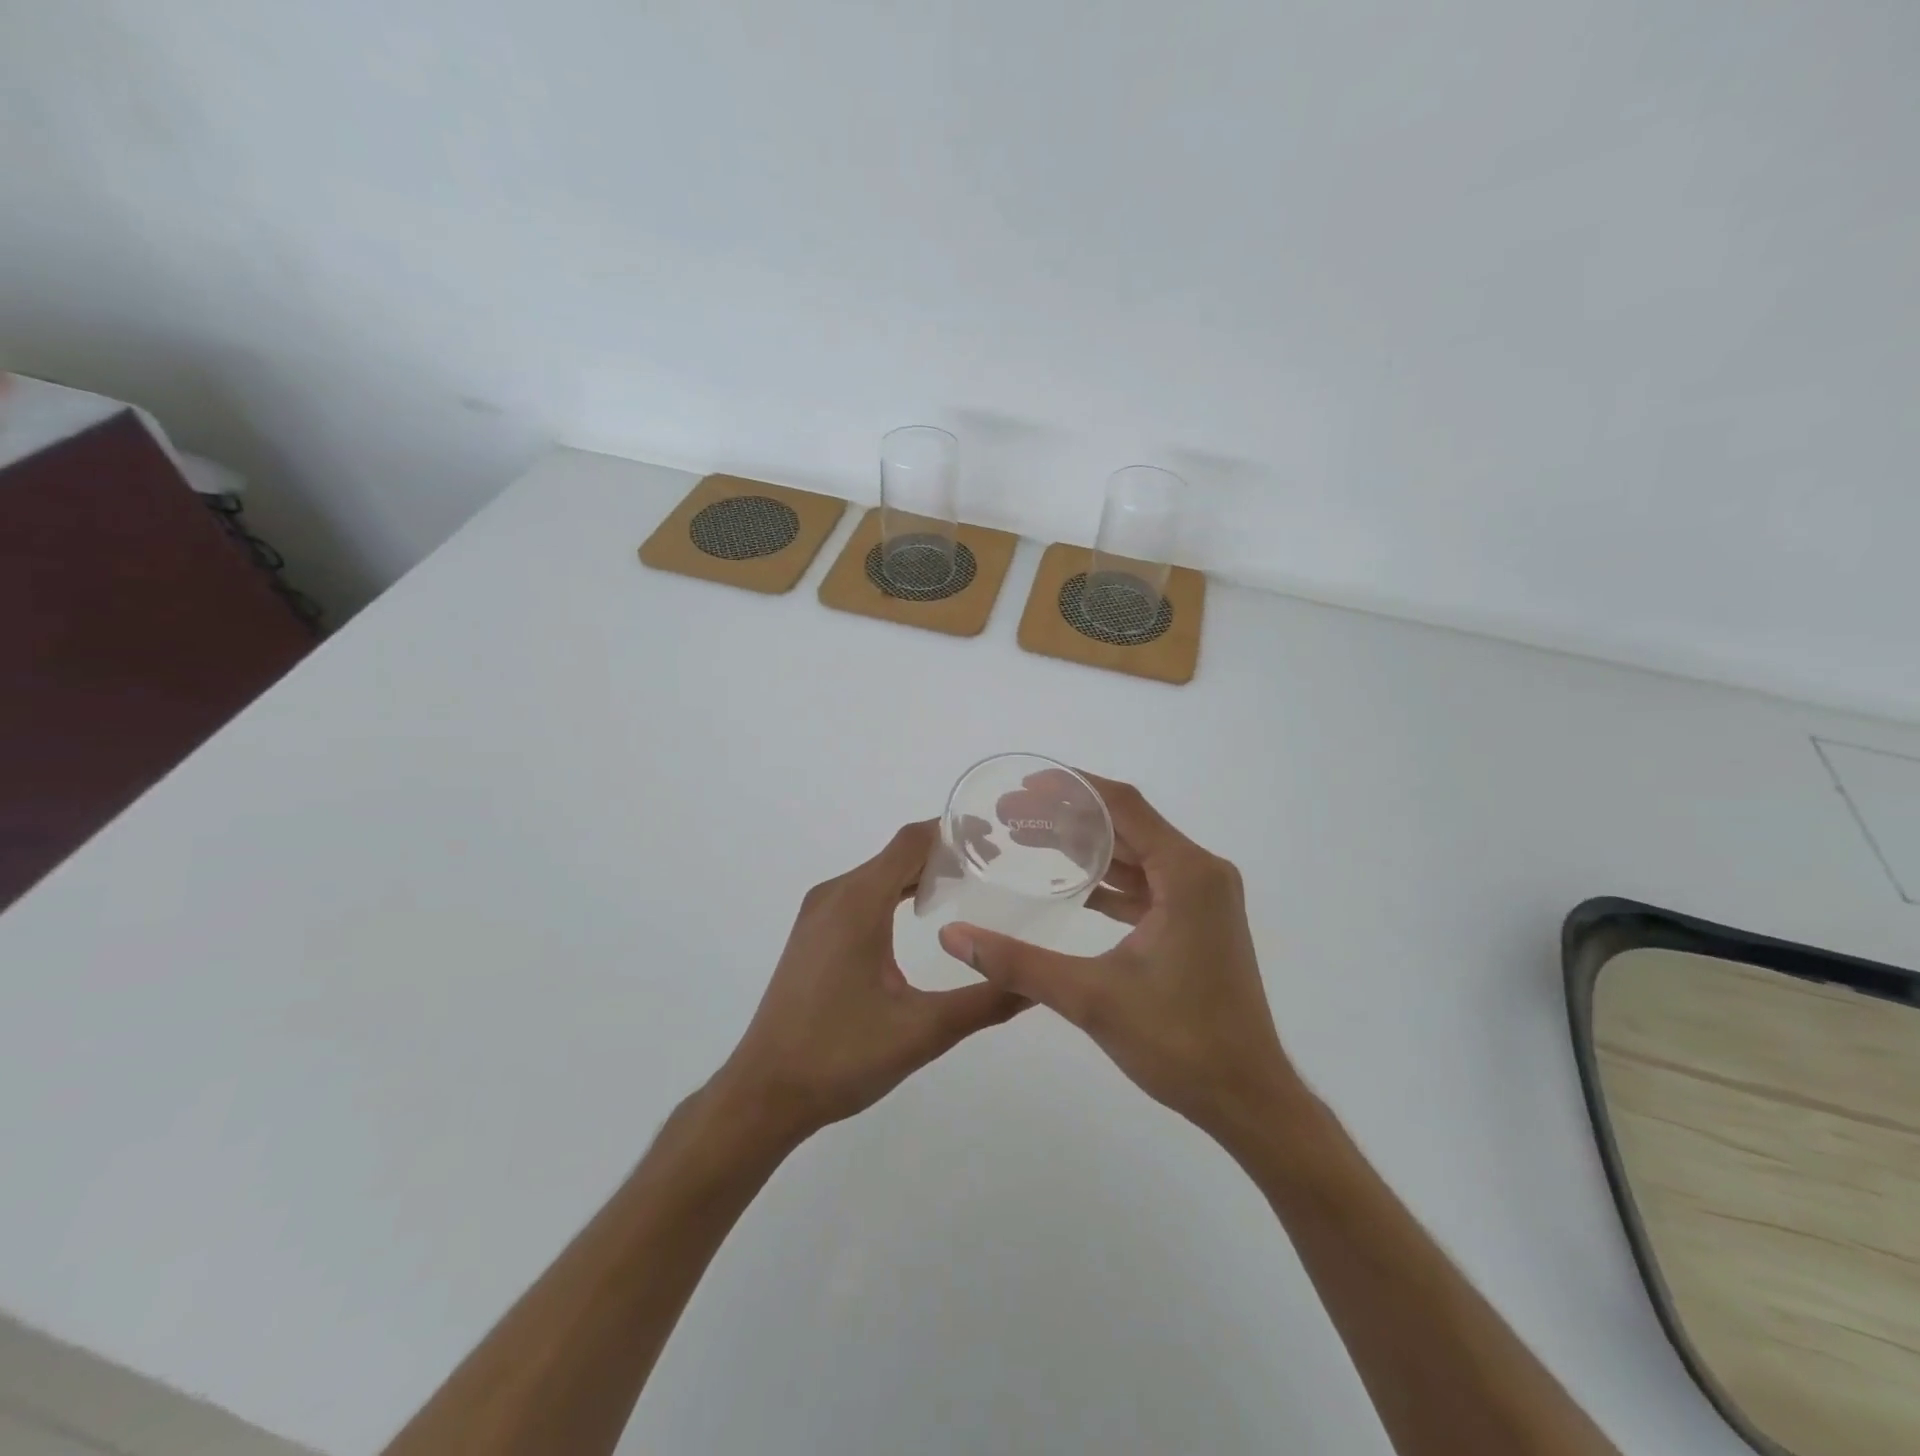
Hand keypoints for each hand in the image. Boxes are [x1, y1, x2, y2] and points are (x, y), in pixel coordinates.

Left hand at [713, 821, 1027, 1145]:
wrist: (764, 1092)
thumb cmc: (842, 1055)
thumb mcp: (923, 1030)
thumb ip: (985, 1002)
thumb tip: (1037, 987)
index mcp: (858, 902)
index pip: (912, 841)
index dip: (954, 831)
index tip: (996, 839)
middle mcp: (835, 895)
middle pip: (897, 853)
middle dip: (945, 853)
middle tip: (995, 867)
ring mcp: (818, 913)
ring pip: (878, 873)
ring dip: (920, 873)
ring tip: (968, 887)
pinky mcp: (813, 934)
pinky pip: (861, 894)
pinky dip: (896, 892)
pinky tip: (922, 917)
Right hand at [938, 775, 1299, 1138]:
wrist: (1247, 1097)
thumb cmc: (1179, 1042)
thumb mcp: (1091, 998)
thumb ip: (1018, 963)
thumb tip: (952, 937)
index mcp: (1188, 874)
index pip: (1124, 807)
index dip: (1072, 789)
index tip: (1024, 784)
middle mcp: (1201, 873)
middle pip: (1128, 826)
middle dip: (1069, 817)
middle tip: (1012, 815)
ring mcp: (1203, 899)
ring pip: (1136, 855)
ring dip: (1087, 848)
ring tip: (1029, 840)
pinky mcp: (1197, 922)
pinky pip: (1147, 884)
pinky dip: (1109, 880)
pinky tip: (1070, 884)